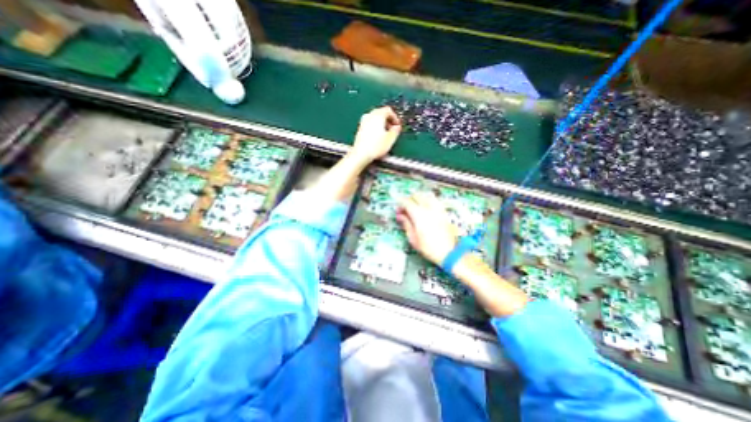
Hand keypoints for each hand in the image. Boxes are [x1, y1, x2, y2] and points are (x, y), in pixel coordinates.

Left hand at [349, 106, 400, 164]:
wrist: (361, 154)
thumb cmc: (375, 147)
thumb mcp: (390, 139)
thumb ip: (396, 131)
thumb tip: (397, 127)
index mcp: (378, 115)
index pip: (388, 110)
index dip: (395, 117)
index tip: (397, 125)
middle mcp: (369, 116)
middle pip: (381, 113)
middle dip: (388, 120)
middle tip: (393, 129)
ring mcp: (363, 122)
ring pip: (375, 118)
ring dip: (382, 124)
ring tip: (386, 134)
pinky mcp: (360, 129)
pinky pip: (370, 124)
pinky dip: (375, 128)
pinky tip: (378, 137)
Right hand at [399, 193, 457, 264]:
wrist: (449, 253)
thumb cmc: (429, 248)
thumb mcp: (413, 238)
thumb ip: (406, 224)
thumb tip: (400, 216)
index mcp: (418, 214)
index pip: (406, 202)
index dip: (400, 204)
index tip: (398, 211)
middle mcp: (428, 208)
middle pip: (416, 196)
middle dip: (408, 200)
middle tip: (405, 209)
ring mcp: (437, 209)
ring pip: (426, 195)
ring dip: (418, 198)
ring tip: (415, 206)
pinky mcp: (444, 212)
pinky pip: (434, 200)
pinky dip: (428, 200)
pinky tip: (426, 207)